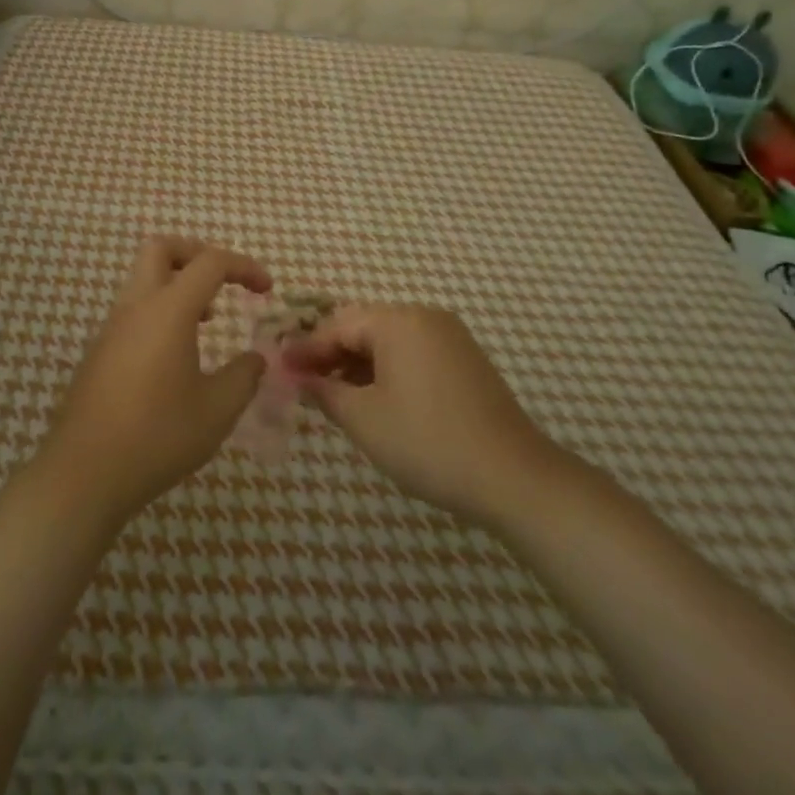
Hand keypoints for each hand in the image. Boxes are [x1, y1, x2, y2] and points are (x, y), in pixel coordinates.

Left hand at [35, 237, 270, 527]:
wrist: (84, 474)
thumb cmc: (157, 436)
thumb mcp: (217, 410)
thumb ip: (244, 376)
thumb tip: (255, 358)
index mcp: (168, 310)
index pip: (210, 262)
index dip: (244, 266)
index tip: (267, 289)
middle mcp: (136, 307)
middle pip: (161, 249)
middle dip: (197, 254)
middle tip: (223, 282)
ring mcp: (112, 328)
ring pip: (144, 279)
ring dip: (178, 285)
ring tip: (206, 321)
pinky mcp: (99, 352)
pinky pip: (133, 311)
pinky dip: (160, 312)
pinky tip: (175, 356)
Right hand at [285, 304, 554, 527]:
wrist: (513, 477)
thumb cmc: (427, 442)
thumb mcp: (364, 419)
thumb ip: (325, 391)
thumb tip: (300, 377)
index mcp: (398, 321)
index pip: (338, 324)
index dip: (307, 349)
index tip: (281, 370)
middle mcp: (425, 317)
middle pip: (364, 327)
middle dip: (332, 355)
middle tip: (306, 385)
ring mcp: (450, 337)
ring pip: (389, 341)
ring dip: (359, 364)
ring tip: (336, 397)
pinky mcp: (466, 361)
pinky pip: (414, 354)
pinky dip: (388, 371)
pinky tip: (376, 400)